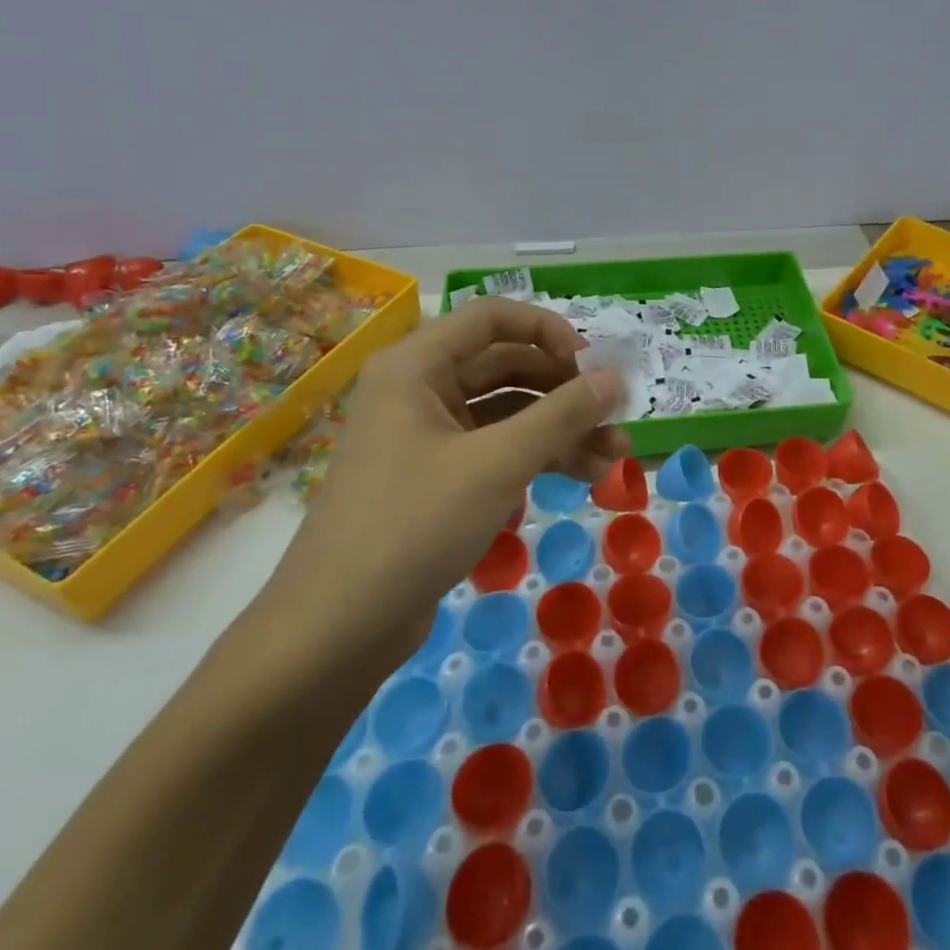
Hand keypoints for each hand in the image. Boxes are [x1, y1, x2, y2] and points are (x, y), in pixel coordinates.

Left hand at [263, 298, 627, 660]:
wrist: (334, 632)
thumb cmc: (413, 525)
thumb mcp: (497, 463)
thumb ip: (562, 415)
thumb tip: (615, 379)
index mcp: (417, 365)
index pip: (493, 317)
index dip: (549, 331)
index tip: (593, 364)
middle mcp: (419, 389)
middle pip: (506, 365)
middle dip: (565, 390)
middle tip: (615, 414)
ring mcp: (427, 435)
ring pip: (508, 411)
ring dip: (561, 428)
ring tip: (614, 456)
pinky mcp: (437, 478)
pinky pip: (497, 448)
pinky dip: (539, 456)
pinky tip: (584, 475)